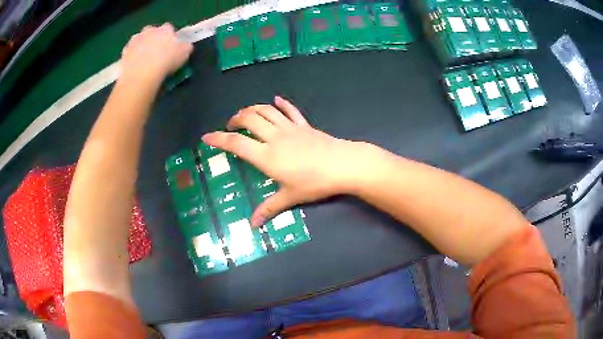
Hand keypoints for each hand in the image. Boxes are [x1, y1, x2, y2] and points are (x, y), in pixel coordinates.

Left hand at [120, 23, 192, 82]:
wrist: (142, 74)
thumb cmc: (166, 62)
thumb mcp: (184, 54)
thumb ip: (185, 47)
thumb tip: (185, 45)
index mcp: (165, 29)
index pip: (169, 28)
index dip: (170, 36)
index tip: (171, 46)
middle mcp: (150, 30)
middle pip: (152, 31)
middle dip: (153, 38)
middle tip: (156, 52)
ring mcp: (135, 40)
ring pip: (139, 40)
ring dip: (141, 46)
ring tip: (144, 60)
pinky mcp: (125, 52)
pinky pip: (130, 52)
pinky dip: (132, 56)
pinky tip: (135, 66)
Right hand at [202, 97, 375, 226]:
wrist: (342, 166)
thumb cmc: (314, 182)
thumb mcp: (290, 197)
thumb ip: (269, 209)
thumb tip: (253, 225)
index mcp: (266, 156)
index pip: (237, 144)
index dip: (219, 139)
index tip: (206, 137)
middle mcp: (274, 137)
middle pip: (250, 120)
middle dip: (236, 119)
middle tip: (231, 125)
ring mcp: (290, 128)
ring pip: (266, 111)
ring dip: (253, 109)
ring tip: (245, 113)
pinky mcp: (304, 125)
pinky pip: (291, 111)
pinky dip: (282, 104)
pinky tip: (277, 100)